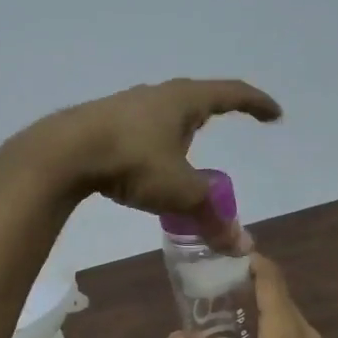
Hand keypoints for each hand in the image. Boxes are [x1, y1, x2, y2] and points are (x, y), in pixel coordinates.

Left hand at [22, 78, 282, 235]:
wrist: (64, 152)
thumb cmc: (133, 162)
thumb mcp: (179, 192)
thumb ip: (211, 216)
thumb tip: (240, 244)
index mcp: (184, 100)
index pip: (231, 93)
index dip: (256, 103)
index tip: (274, 114)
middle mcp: (157, 94)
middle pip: (195, 97)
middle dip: (213, 111)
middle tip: (224, 126)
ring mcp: (125, 104)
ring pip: (163, 113)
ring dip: (178, 128)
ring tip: (183, 150)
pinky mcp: (100, 120)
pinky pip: (139, 127)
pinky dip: (152, 141)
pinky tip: (144, 160)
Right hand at [166, 253, 337, 337]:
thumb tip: (174, 336)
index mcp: (286, 332)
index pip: (272, 279)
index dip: (253, 260)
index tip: (227, 251)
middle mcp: (305, 334)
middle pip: (279, 295)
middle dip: (248, 284)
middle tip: (212, 287)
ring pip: (286, 317)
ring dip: (259, 308)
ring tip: (224, 315)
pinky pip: (292, 335)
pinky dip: (269, 328)